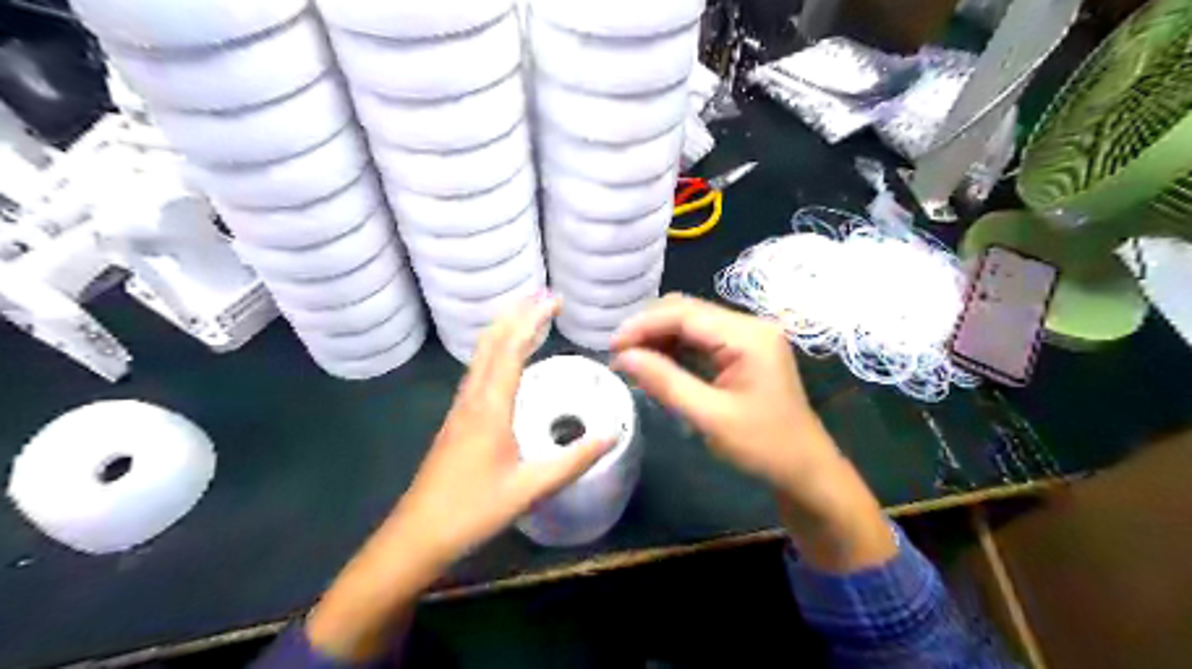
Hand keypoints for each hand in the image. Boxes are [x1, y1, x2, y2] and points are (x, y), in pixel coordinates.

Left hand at [392, 293, 613, 569]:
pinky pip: (478, 370)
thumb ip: (574, 460)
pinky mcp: (457, 420)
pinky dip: (496, 350)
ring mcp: (460, 408)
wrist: (417, 535)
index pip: (511, 349)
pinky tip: (505, 359)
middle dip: (516, 313)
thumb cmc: (473, 511)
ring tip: (528, 315)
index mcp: (490, 407)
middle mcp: (472, 397)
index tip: (555, 300)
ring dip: (504, 328)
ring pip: (480, 354)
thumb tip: (613, 433)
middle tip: (544, 295)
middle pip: (490, 342)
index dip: (532, 320)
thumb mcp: (531, 488)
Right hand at [606, 296, 892, 572]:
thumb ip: (665, 382)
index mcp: (747, 336)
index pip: (684, 314)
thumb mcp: (709, 417)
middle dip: (649, 328)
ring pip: (692, 322)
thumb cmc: (763, 447)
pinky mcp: (744, 350)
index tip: (612, 345)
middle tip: (618, 354)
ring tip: (631, 360)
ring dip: (659, 337)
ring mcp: (748, 337)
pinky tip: (656, 363)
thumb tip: (623, 357)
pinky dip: (675, 347)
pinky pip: (702, 338)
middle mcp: (749, 325)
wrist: (805, 469)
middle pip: (687, 311)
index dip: (644, 325)